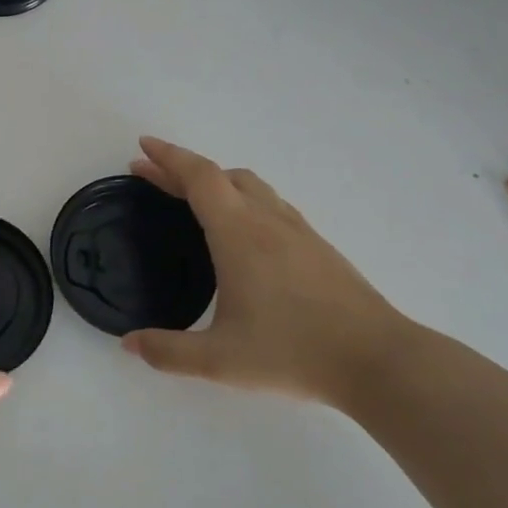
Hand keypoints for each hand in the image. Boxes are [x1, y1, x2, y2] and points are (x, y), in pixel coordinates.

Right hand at [123, 137, 415, 404]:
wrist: (378, 360)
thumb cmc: (294, 352)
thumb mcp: (219, 361)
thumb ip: (168, 352)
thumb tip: (129, 344)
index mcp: (239, 234)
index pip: (199, 178)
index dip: (168, 157)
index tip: (143, 146)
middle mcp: (267, 220)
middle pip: (221, 175)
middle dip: (182, 169)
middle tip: (151, 174)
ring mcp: (297, 231)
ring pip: (251, 186)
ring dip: (215, 181)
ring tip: (192, 196)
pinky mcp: (317, 246)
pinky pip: (270, 203)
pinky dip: (242, 198)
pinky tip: (242, 229)